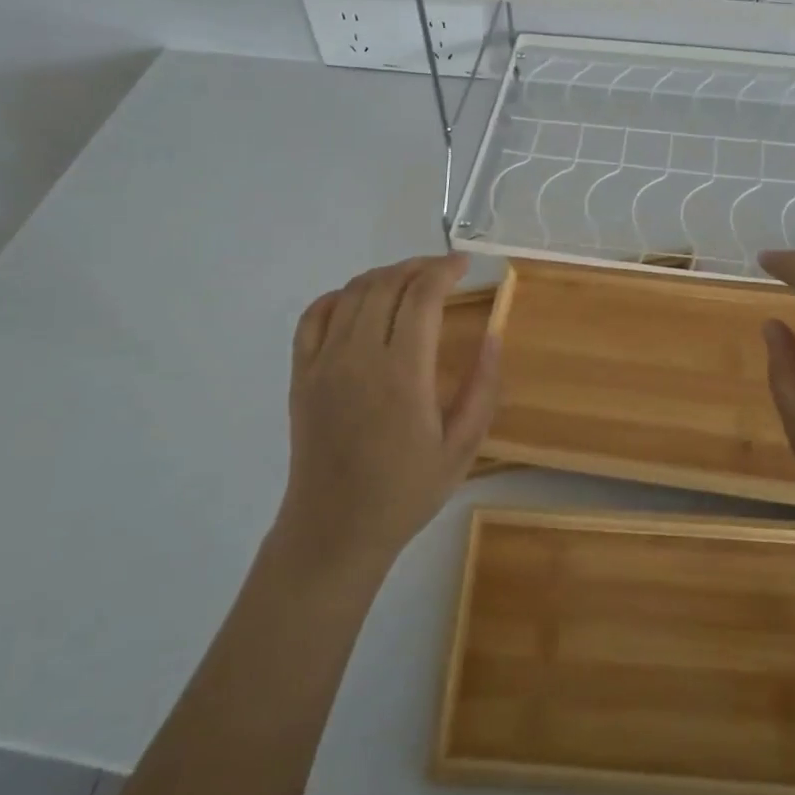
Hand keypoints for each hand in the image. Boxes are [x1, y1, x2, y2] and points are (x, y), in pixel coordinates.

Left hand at [275, 254, 500, 578]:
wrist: (335, 528)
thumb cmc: (406, 491)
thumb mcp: (462, 447)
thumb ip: (483, 387)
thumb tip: (494, 334)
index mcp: (403, 374)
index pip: (421, 296)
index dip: (444, 270)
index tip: (464, 265)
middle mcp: (359, 357)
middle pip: (386, 285)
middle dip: (418, 267)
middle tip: (443, 271)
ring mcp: (323, 363)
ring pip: (352, 293)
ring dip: (384, 276)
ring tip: (409, 282)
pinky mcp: (301, 374)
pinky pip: (313, 316)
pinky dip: (338, 296)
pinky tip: (359, 302)